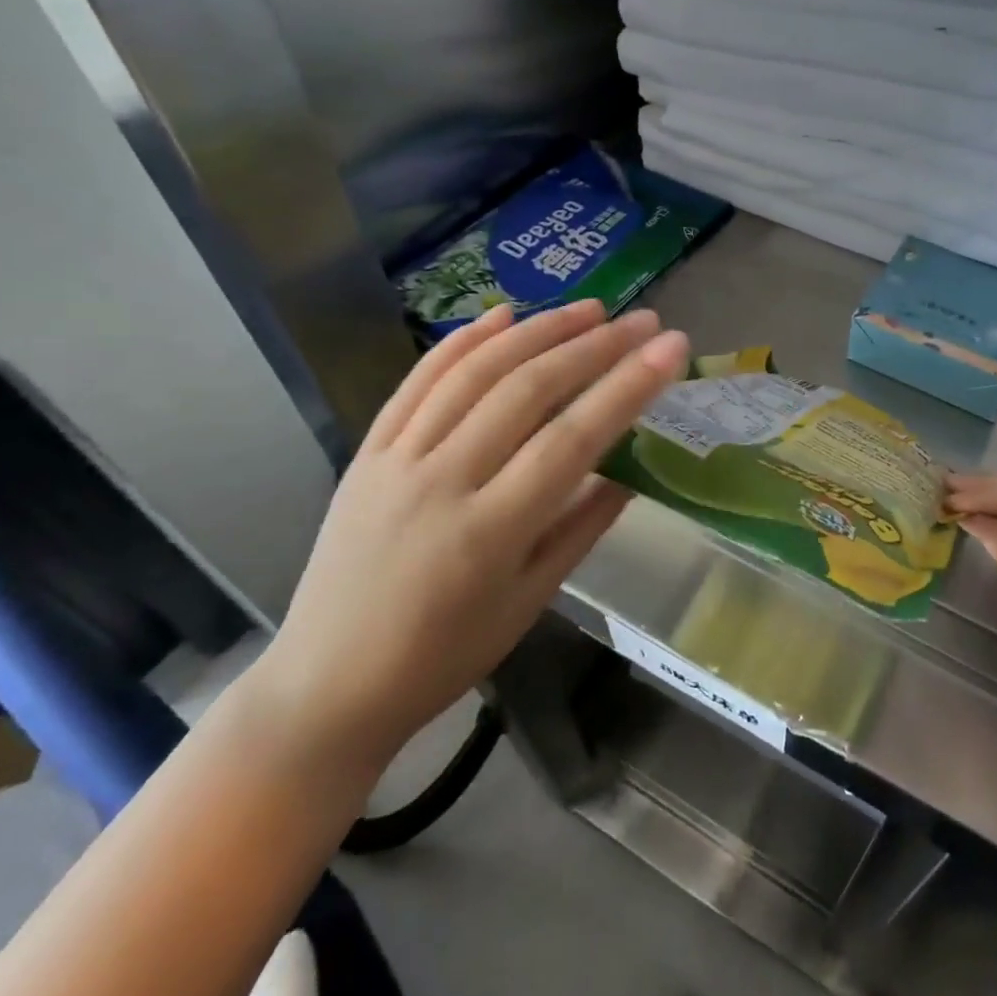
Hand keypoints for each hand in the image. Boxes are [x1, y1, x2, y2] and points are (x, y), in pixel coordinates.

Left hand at [252, 300, 688, 775]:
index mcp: (489, 534)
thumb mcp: (529, 603)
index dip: (627, 387)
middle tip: (642, 321)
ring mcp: (396, 460)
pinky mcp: (366, 452)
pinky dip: (463, 341)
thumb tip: (631, 470)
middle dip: (594, 346)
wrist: (324, 687)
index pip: (572, 440)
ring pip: (475, 373)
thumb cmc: (442, 658)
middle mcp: (440, 483)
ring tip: (590, 308)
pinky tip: (503, 315)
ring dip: (538, 331)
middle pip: (527, 391)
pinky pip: (418, 382)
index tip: (672, 348)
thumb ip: (582, 528)